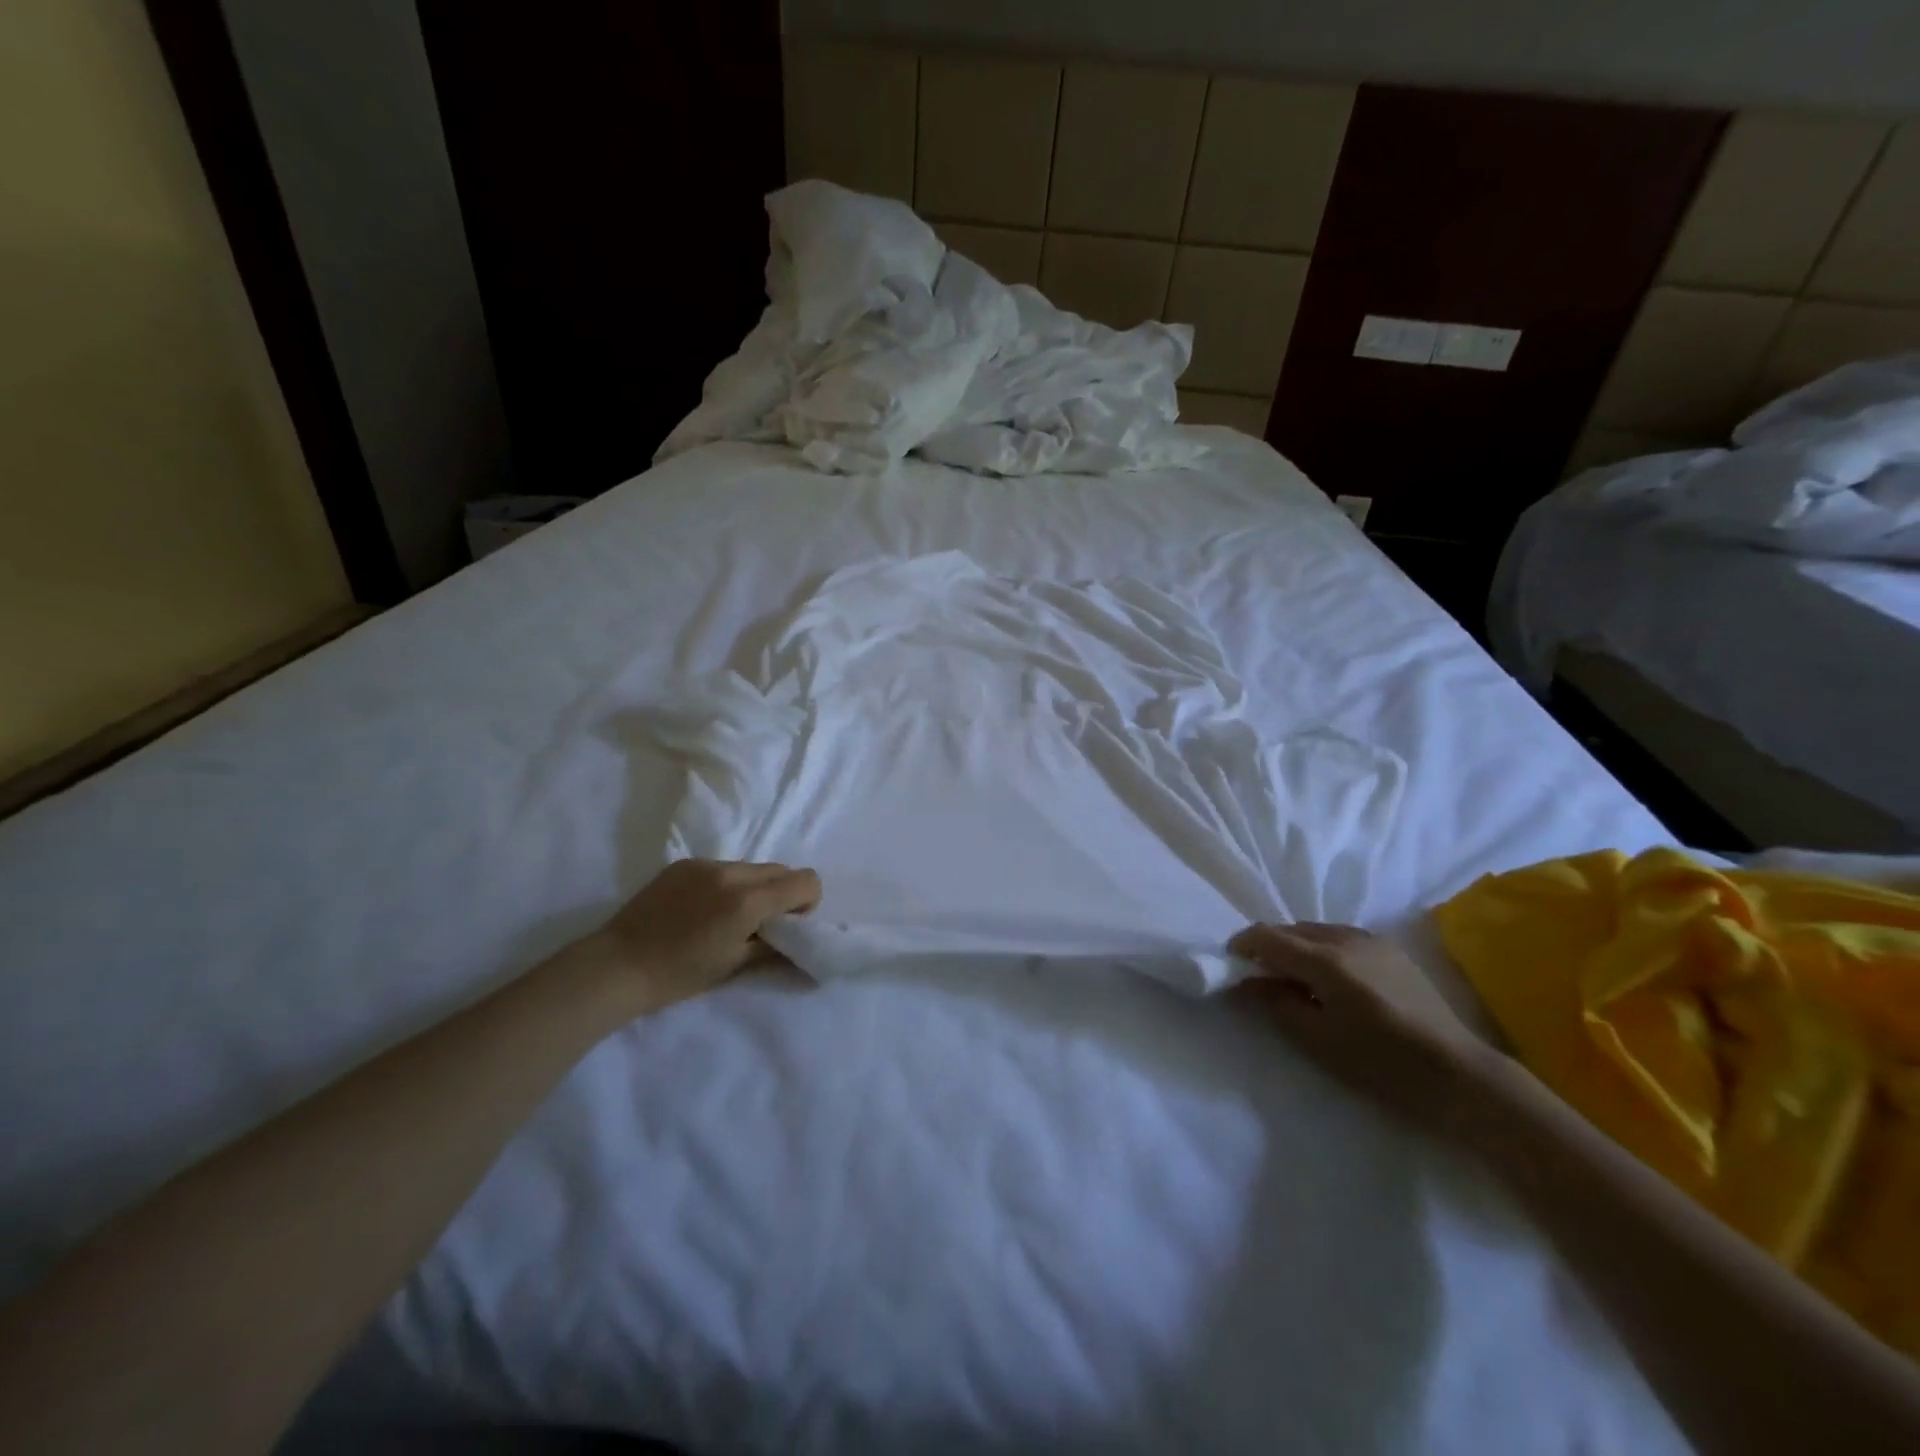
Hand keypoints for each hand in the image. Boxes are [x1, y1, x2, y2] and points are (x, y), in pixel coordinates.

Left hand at [576, 859, 822, 1015]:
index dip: (807, 903)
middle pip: (781, 870)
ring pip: (752, 867)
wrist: (618, 966)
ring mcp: (706, 864)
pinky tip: (702, 909)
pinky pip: (723, 867)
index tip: (787, 925)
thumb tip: (796, 933)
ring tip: (727, 917)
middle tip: (760, 924)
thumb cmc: (680, 974)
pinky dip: (727, 884)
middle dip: (783, 894)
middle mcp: (732, 872)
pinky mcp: (685, 863)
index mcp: (748, 901)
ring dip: (754, 888)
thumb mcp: (735, 964)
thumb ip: (774, 943)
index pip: (805, 880)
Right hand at [1228, 923, 1481, 1123]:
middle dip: (1268, 947)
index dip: (1242, 946)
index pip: (1267, 936)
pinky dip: (1321, 949)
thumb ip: (1277, 1003)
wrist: (1459, 1074)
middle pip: (1290, 929)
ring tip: (1296, 981)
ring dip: (1295, 947)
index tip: (1231, 966)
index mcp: (1325, 960)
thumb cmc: (1382, 1064)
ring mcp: (1371, 939)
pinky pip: (1339, 936)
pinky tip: (1330, 980)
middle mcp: (1345, 938)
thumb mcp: (1318, 1040)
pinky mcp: (1390, 948)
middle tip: (1261, 979)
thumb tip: (1248, 982)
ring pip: (1315, 930)